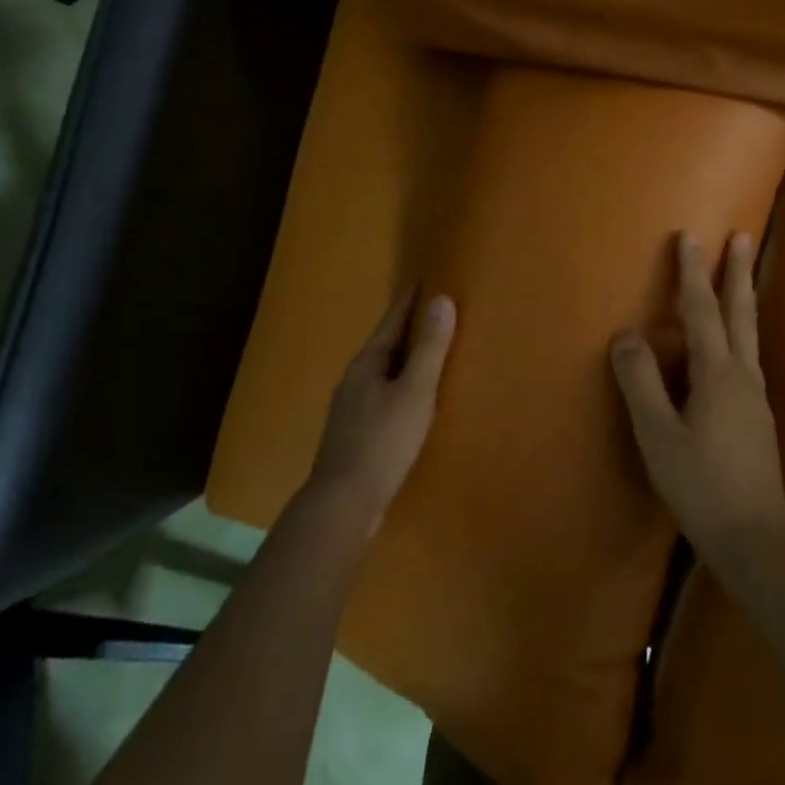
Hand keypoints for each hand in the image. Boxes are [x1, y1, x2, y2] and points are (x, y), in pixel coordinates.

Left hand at [306, 291, 455, 537]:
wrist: (343, 504)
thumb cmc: (382, 441)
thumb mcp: (414, 391)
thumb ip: (430, 348)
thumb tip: (441, 299)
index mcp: (366, 364)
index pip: (391, 322)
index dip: (408, 302)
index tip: (423, 280)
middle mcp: (354, 381)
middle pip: (385, 346)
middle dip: (407, 330)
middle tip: (434, 314)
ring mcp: (351, 410)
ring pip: (383, 374)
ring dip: (404, 361)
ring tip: (429, 355)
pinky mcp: (356, 436)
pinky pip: (383, 399)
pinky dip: (401, 389)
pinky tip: (413, 403)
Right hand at [611, 232, 784, 559]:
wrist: (756, 541)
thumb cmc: (700, 485)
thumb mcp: (658, 435)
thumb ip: (640, 382)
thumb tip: (626, 335)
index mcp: (718, 374)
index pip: (701, 311)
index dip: (692, 273)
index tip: (689, 237)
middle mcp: (743, 376)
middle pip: (740, 313)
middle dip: (737, 272)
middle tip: (742, 236)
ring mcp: (756, 397)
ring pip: (749, 334)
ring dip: (743, 298)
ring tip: (742, 276)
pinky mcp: (758, 418)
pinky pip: (748, 356)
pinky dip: (740, 330)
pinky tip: (733, 346)